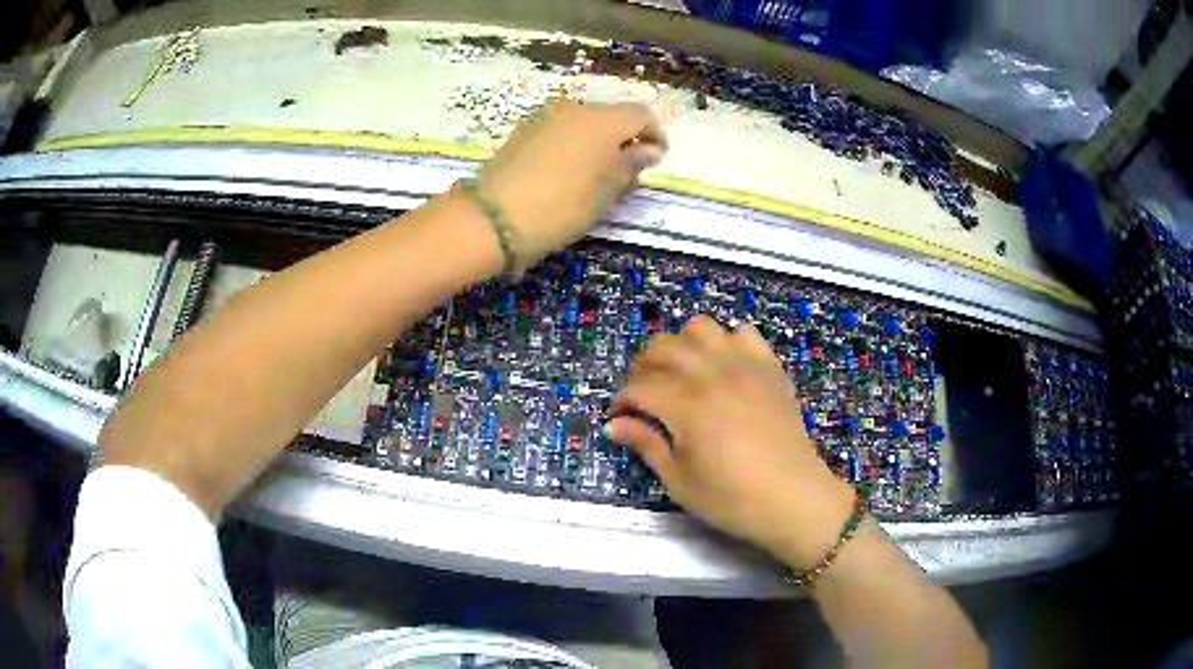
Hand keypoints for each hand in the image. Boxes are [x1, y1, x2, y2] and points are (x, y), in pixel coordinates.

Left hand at [476, 100, 665, 265]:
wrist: (494, 217)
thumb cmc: (563, 206)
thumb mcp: (607, 191)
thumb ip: (632, 164)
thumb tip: (650, 149)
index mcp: (604, 120)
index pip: (642, 116)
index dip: (655, 135)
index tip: (656, 160)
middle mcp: (575, 108)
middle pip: (611, 116)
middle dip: (624, 138)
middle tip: (625, 171)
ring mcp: (545, 116)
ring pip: (583, 122)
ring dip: (596, 141)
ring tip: (593, 174)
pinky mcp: (522, 130)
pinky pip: (559, 130)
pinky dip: (571, 144)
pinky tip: (565, 171)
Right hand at [606, 316, 855, 569]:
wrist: (794, 498)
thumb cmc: (732, 499)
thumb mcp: (680, 481)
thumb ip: (646, 445)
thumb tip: (614, 425)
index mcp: (686, 405)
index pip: (639, 387)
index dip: (622, 401)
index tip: (620, 419)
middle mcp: (713, 374)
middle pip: (663, 348)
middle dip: (643, 368)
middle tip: (644, 396)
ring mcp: (745, 365)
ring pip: (700, 328)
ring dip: (681, 346)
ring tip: (681, 374)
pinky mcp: (769, 367)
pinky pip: (743, 333)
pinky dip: (726, 342)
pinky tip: (723, 367)